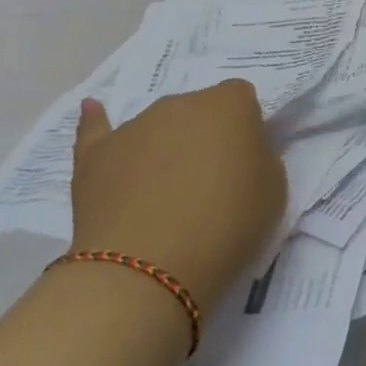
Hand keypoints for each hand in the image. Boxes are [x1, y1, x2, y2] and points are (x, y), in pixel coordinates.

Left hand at [70, 80, 286, 312]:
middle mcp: (181, 103)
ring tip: (164, 196)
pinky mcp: (95, 154)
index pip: (242, 98)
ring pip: (158, 126)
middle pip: (198, 110)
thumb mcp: (274, 190)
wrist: (149, 267)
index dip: (245, 128)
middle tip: (210, 183)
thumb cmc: (228, 225)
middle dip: (204, 137)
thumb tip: (240, 152)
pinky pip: (97, 129)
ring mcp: (134, 126)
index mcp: (229, 105)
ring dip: (165, 147)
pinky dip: (97, 121)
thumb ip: (261, 157)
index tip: (245, 162)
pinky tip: (91, 108)